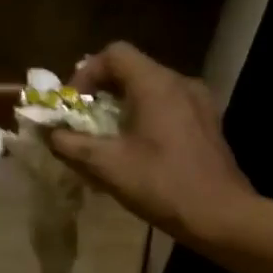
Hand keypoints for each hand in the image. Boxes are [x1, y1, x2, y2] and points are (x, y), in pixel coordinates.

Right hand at [45, 42, 259, 248]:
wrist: (223, 217)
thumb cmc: (163, 185)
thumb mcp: (106, 165)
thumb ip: (70, 144)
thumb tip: (50, 134)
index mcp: (156, 85)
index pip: (114, 54)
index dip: (86, 73)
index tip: (74, 105)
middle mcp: (180, 83)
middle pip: (131, 68)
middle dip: (100, 90)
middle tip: (82, 120)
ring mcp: (198, 102)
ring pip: (149, 87)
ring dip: (121, 104)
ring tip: (106, 135)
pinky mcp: (206, 122)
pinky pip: (166, 104)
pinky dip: (143, 114)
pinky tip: (135, 147)